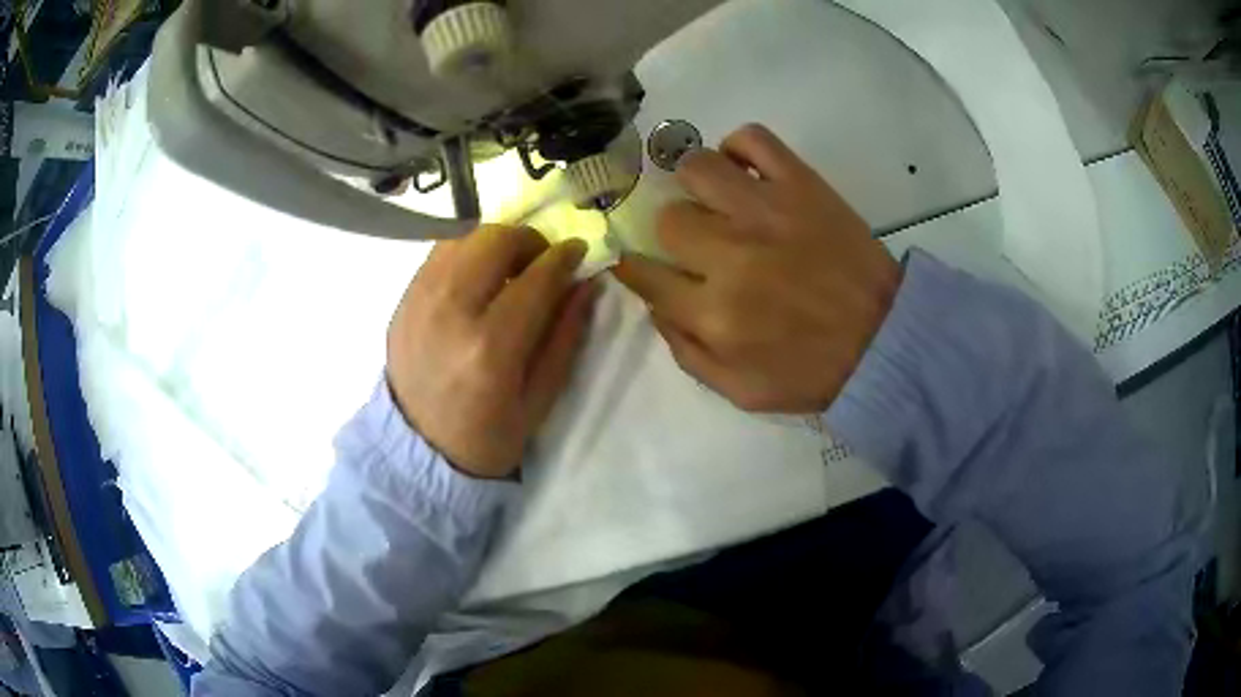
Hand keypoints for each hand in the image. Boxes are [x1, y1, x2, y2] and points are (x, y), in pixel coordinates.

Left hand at [387, 226, 596, 478]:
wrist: (418, 452)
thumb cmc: (487, 437)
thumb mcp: (539, 399)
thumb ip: (565, 336)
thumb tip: (587, 284)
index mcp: (490, 348)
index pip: (536, 278)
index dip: (564, 257)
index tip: (579, 251)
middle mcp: (450, 312)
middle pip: (494, 240)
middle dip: (529, 240)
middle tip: (541, 261)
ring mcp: (419, 301)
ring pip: (463, 237)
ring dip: (495, 242)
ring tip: (508, 267)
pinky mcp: (402, 300)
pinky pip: (439, 253)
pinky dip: (466, 252)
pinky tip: (477, 277)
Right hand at [613, 124, 900, 413]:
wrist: (886, 341)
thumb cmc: (813, 372)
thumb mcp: (740, 391)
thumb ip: (686, 352)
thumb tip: (655, 305)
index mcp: (714, 313)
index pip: (643, 273)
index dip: (635, 267)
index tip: (644, 265)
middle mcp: (731, 254)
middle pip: (668, 219)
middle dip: (674, 234)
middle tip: (698, 243)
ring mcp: (767, 211)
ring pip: (696, 167)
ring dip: (695, 184)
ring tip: (715, 200)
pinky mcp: (801, 184)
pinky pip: (752, 139)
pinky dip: (738, 147)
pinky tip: (743, 172)